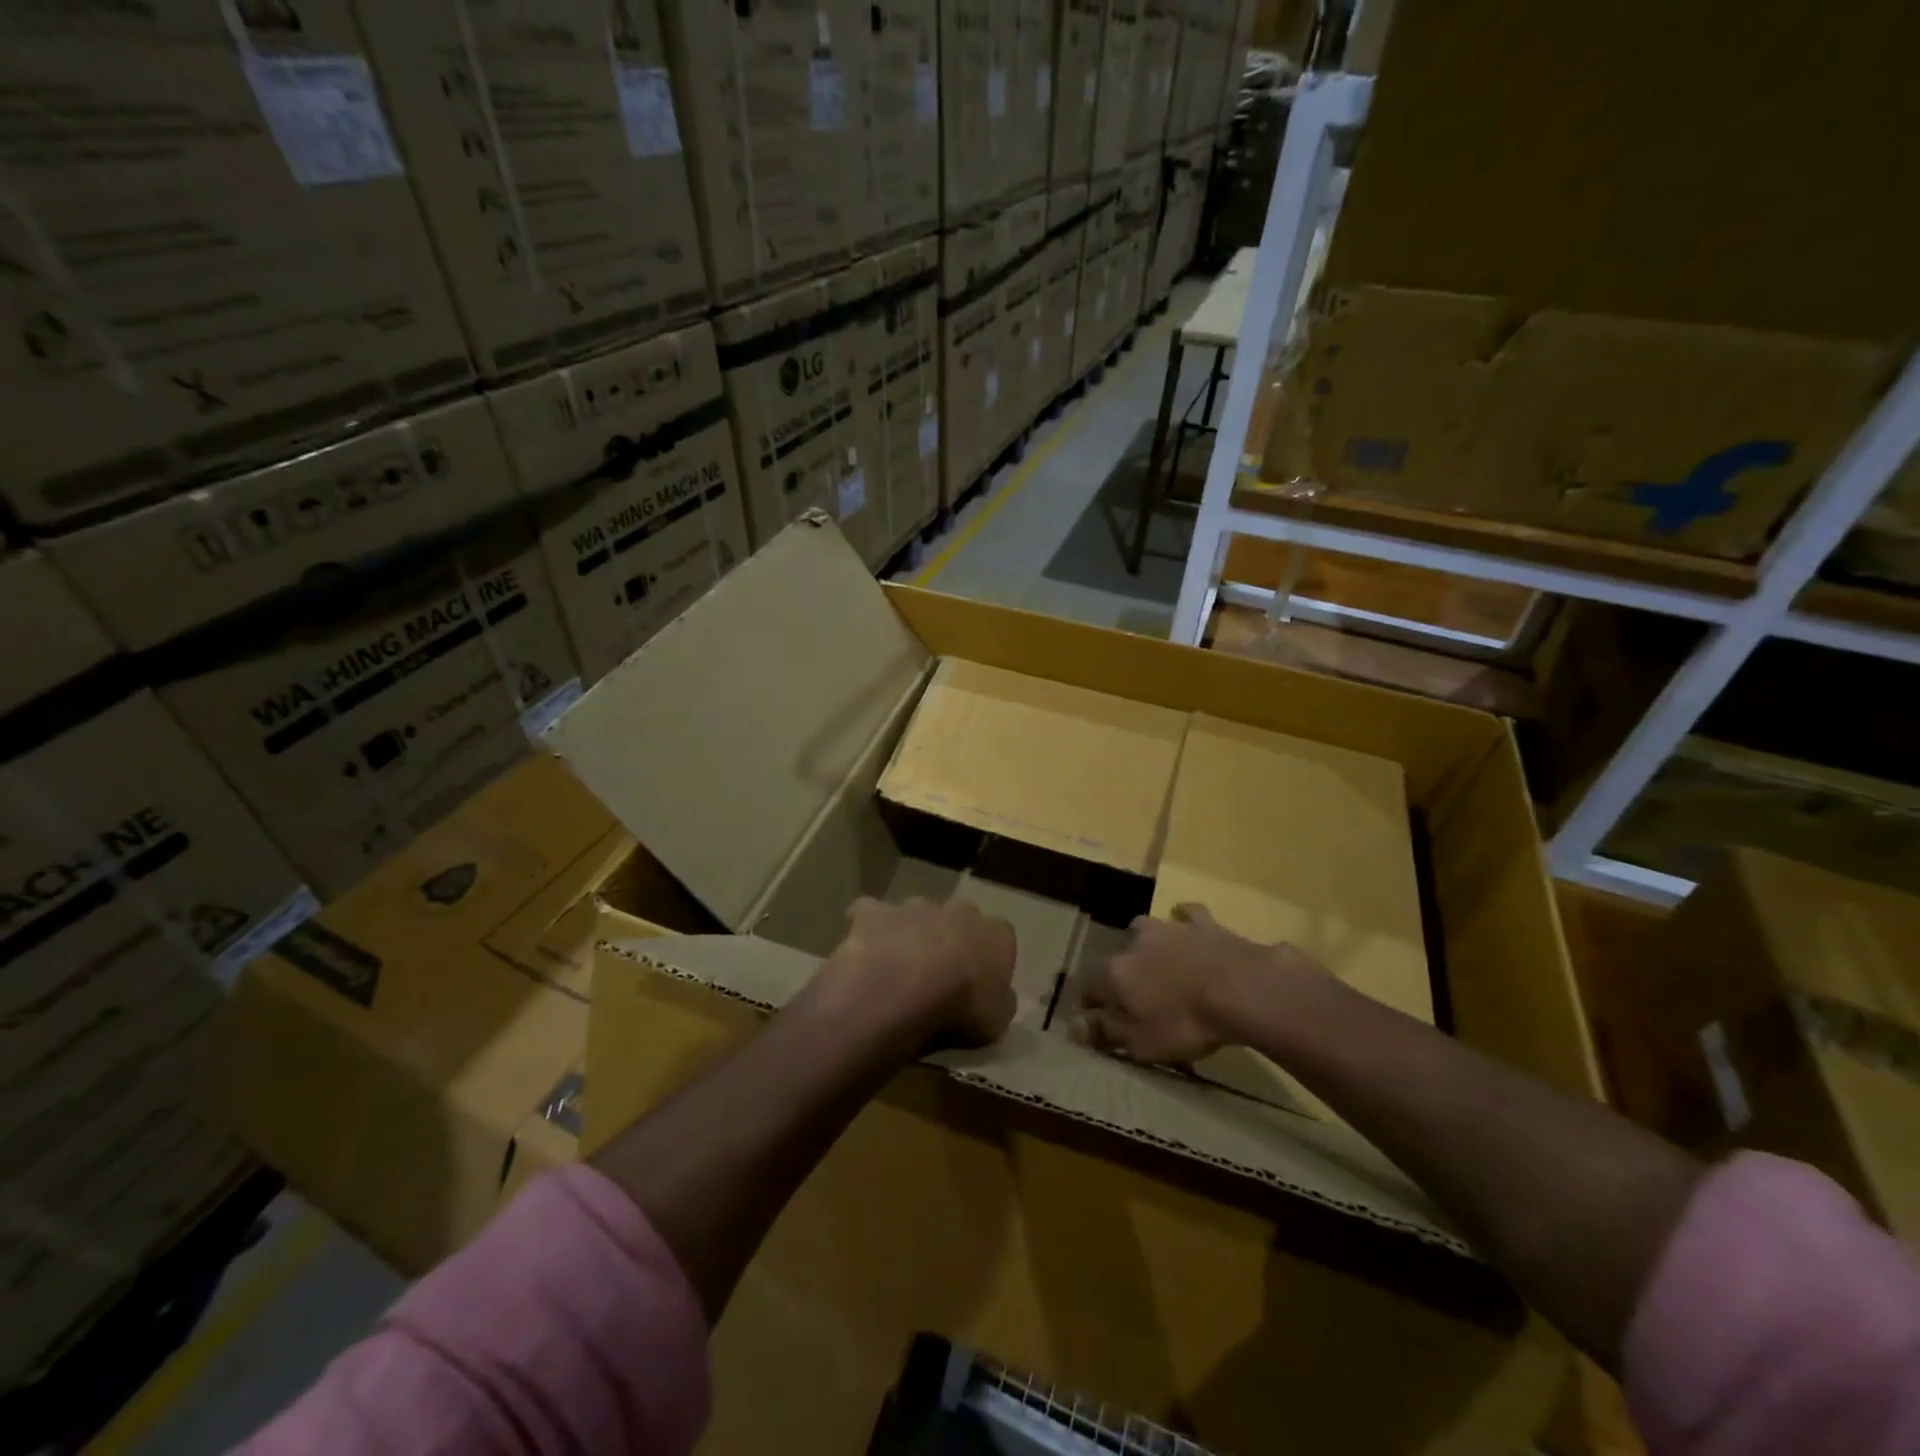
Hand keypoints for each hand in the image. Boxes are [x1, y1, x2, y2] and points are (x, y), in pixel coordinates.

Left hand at [816, 896, 1017, 1048]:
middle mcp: (958, 910)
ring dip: (911, 932)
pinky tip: (865, 950)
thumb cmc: (961, 1005)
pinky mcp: (876, 912)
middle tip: (939, 975)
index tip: (980, 985)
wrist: (904, 986)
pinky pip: (872, 913)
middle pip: (959, 919)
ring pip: (916, 913)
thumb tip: (998, 997)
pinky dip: (870, 927)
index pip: (1002, 939)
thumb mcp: (997, 1021)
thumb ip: (1001, 1003)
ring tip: (900, 968)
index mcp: (995, 934)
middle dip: (951, 938)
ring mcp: (915, 906)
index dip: (990, 961)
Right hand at [1071, 903, 1317, 1064]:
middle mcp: (1134, 943)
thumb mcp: (1142, 1042)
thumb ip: (1106, 1032)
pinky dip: (1185, 919)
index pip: (1089, 988)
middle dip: (1121, 974)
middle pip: (1117, 958)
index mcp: (1115, 973)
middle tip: (1137, 998)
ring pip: (1145, 929)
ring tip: (1158, 962)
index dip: (1091, 1007)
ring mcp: (1169, 928)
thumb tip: (1074, 1026)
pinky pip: (1187, 915)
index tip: (1100, 1024)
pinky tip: (1188, 925)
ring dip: (1146, 944)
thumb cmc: (1187, 1023)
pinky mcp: (1203, 923)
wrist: (1242, 989)